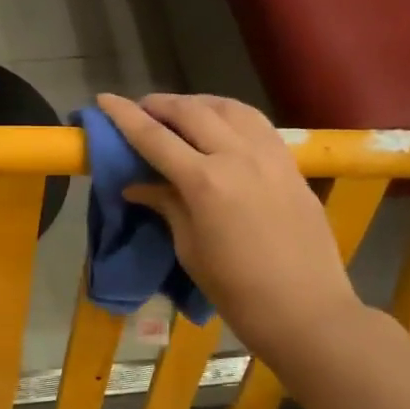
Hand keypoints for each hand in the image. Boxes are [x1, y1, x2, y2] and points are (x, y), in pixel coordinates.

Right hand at [97, 92, 364, 365]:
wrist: (305, 309)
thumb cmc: (236, 289)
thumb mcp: (189, 248)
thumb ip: (166, 205)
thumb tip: (136, 185)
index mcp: (204, 182)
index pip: (154, 137)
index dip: (125, 116)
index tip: (104, 99)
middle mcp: (237, 157)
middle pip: (191, 112)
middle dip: (161, 104)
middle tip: (141, 109)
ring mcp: (270, 156)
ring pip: (229, 108)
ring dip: (198, 102)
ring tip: (180, 111)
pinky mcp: (291, 165)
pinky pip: (257, 123)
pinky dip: (231, 114)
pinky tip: (222, 124)